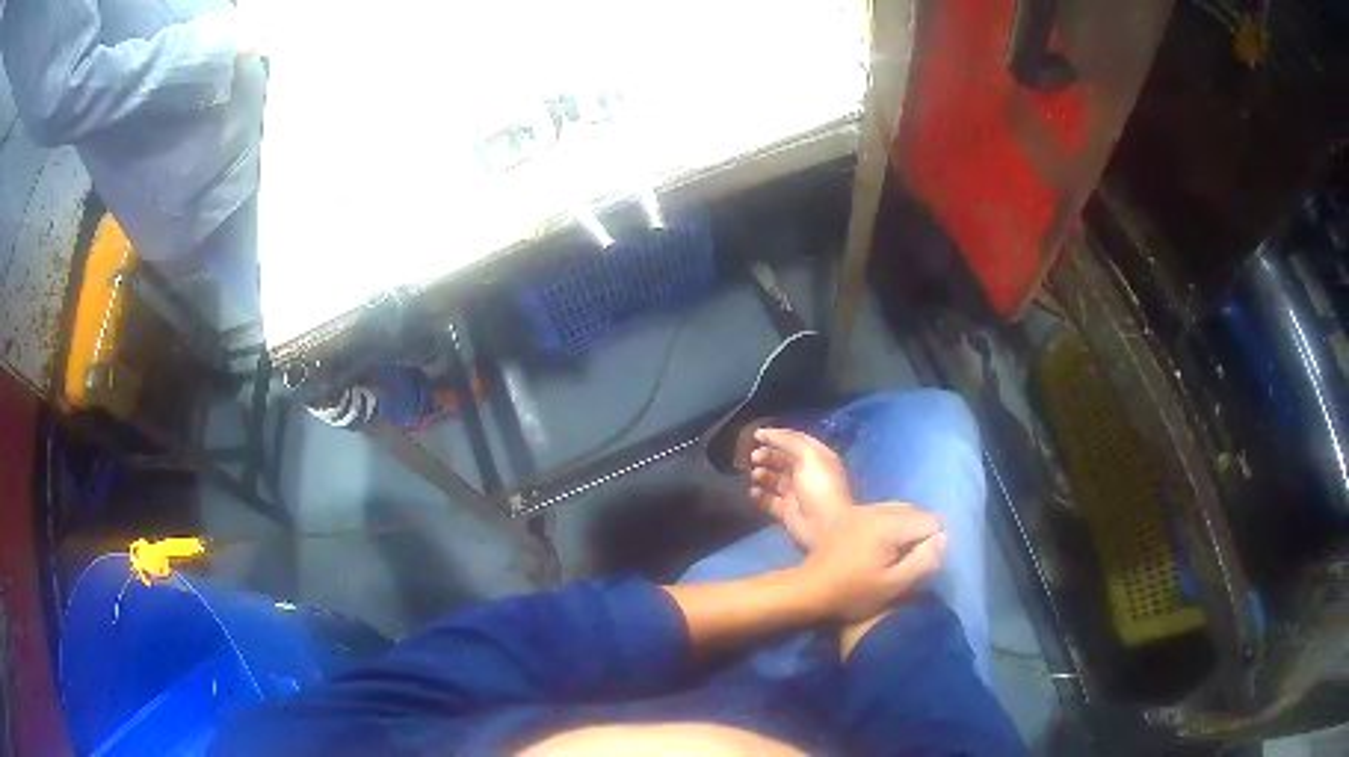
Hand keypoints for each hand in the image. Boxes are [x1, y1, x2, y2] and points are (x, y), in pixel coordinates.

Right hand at [749, 428, 853, 548]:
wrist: (825, 525)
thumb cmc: (819, 485)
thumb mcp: (808, 455)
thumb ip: (788, 441)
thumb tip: (766, 432)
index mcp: (817, 457)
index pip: (795, 441)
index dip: (776, 436)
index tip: (756, 435)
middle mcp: (807, 474)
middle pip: (783, 459)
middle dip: (767, 455)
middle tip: (753, 457)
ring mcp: (797, 494)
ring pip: (775, 479)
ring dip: (762, 474)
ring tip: (755, 475)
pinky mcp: (787, 512)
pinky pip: (769, 500)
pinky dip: (760, 495)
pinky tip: (753, 492)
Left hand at [798, 504, 945, 622]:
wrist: (809, 589)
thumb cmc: (852, 592)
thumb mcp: (893, 585)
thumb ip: (924, 561)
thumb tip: (945, 538)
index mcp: (891, 523)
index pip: (932, 521)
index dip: (933, 544)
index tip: (919, 565)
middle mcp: (878, 508)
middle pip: (917, 513)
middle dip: (919, 536)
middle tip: (907, 563)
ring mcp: (863, 509)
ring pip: (900, 511)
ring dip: (904, 531)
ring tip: (893, 558)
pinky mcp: (851, 515)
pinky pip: (883, 513)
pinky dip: (889, 527)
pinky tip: (878, 549)